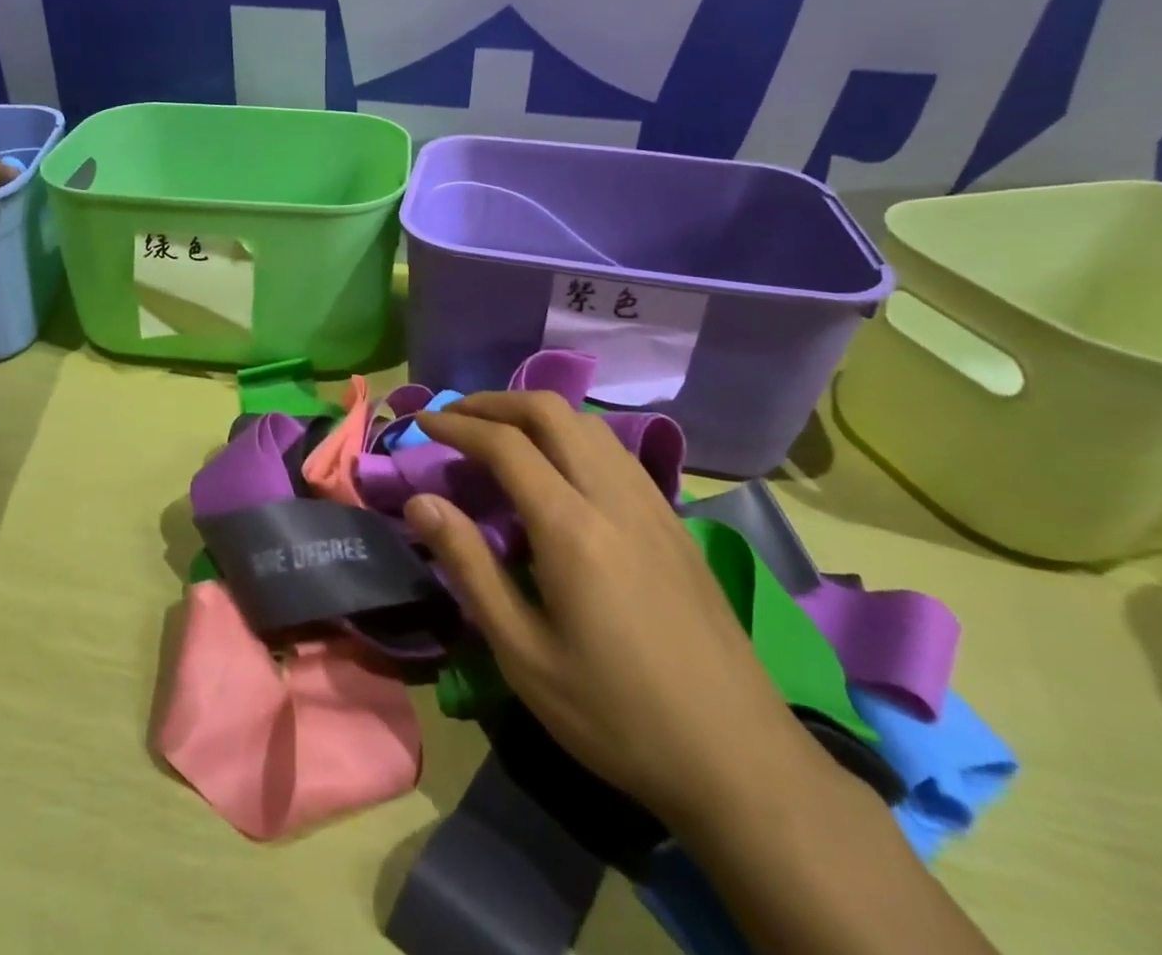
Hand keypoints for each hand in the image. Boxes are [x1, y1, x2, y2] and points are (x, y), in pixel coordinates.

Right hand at [406, 392, 829, 830]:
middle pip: (551, 411)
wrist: (740, 759)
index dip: (458, 424)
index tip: (423, 423)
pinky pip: (614, 450)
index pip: (505, 444)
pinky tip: (559, 469)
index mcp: (572, 527)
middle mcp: (613, 496)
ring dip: (536, 413)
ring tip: (500, 435)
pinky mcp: (673, 521)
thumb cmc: (616, 714)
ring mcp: (652, 504)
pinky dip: (572, 435)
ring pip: (587, 424)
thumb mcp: (523, 653)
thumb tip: (421, 502)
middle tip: (457, 417)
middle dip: (495, 402)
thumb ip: (469, 567)